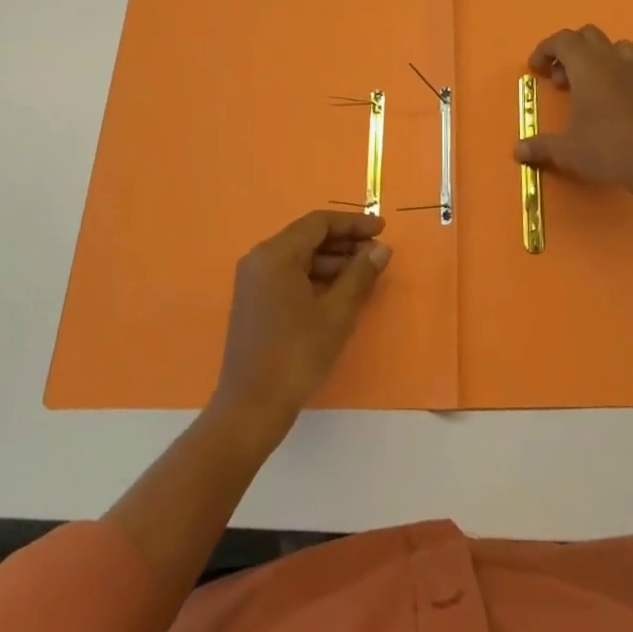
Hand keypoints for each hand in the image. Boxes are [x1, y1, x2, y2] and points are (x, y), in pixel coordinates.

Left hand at [212, 210, 391, 440]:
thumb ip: (360, 275)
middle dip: (344, 242)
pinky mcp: (253, 300)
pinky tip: (339, 292)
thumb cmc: (296, 355)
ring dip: (332, 261)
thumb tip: (381, 249)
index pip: (319, 223)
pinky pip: (289, 275)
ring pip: (299, 257)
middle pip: (308, 237)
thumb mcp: (336, 314)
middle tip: (376, 253)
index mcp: (276, 254)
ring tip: (364, 274)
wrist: (250, 408)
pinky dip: (315, 277)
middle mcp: (260, 259)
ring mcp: (253, 280)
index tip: (382, 229)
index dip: (353, 223)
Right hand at [516, 25, 632, 192]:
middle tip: (560, 79)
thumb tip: (518, 151)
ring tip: (586, 85)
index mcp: (588, 67)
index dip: (545, 49)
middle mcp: (612, 62)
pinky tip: (610, 108)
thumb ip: (541, 146)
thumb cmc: (607, 148)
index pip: (563, 40)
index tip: (536, 69)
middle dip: (569, 50)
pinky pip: (630, 71)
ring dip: (596, 57)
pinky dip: (615, 79)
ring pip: (615, 46)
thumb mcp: (567, 150)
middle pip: (588, 35)